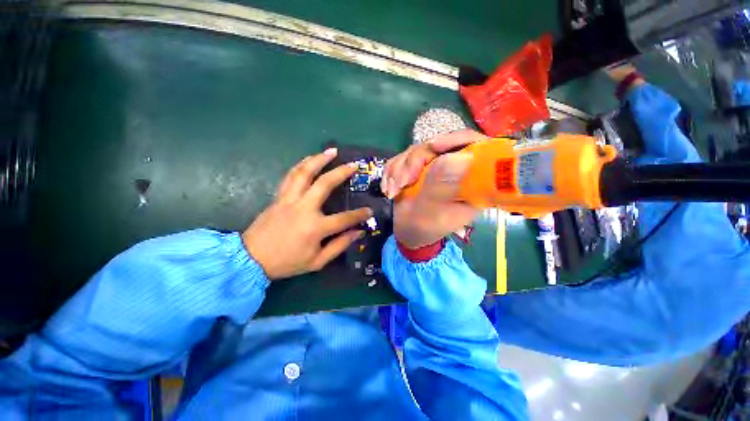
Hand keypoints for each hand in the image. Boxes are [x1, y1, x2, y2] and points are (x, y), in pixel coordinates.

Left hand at [243, 149, 371, 279]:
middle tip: (354, 165)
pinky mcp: (279, 197)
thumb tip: (358, 232)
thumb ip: (339, 245)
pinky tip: (309, 159)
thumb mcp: (317, 261)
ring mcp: (289, 200)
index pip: (344, 218)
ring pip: (304, 173)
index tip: (369, 210)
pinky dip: (301, 165)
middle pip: (325, 184)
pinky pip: (291, 176)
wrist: (251, 259)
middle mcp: (303, 209)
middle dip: (341, 172)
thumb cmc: (287, 262)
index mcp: (315, 228)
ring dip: (319, 159)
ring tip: (332, 151)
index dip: (359, 214)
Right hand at [382, 130, 485, 248]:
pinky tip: (390, 188)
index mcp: (470, 181)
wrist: (406, 232)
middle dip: (414, 162)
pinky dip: (392, 172)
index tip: (433, 146)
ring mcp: (435, 167)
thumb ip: (442, 186)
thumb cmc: (424, 228)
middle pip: (439, 146)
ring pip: (417, 150)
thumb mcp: (433, 211)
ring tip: (393, 192)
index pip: (476, 147)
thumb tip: (462, 156)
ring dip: (399, 170)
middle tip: (402, 183)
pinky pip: (402, 158)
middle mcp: (455, 170)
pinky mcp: (418, 167)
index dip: (457, 139)